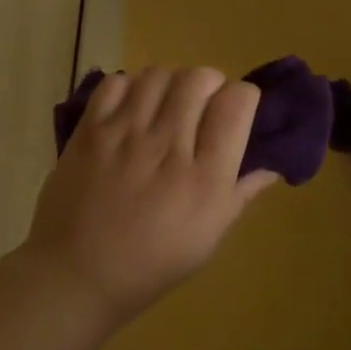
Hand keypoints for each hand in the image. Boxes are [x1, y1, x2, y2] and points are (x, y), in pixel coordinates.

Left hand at [26, 66, 278, 322]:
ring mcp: (126, 135)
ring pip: (159, 74)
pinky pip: (116, 83)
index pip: (236, 103)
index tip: (237, 110)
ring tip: (167, 103)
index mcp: (205, 177)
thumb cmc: (153, 263)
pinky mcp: (90, 131)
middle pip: (199, 78)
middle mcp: (168, 146)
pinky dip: (130, 86)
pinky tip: (133, 108)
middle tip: (203, 105)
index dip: (243, 96)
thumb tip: (272, 167)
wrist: (79, 275)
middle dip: (210, 83)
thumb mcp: (210, 237)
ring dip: (171, 82)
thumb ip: (241, 195)